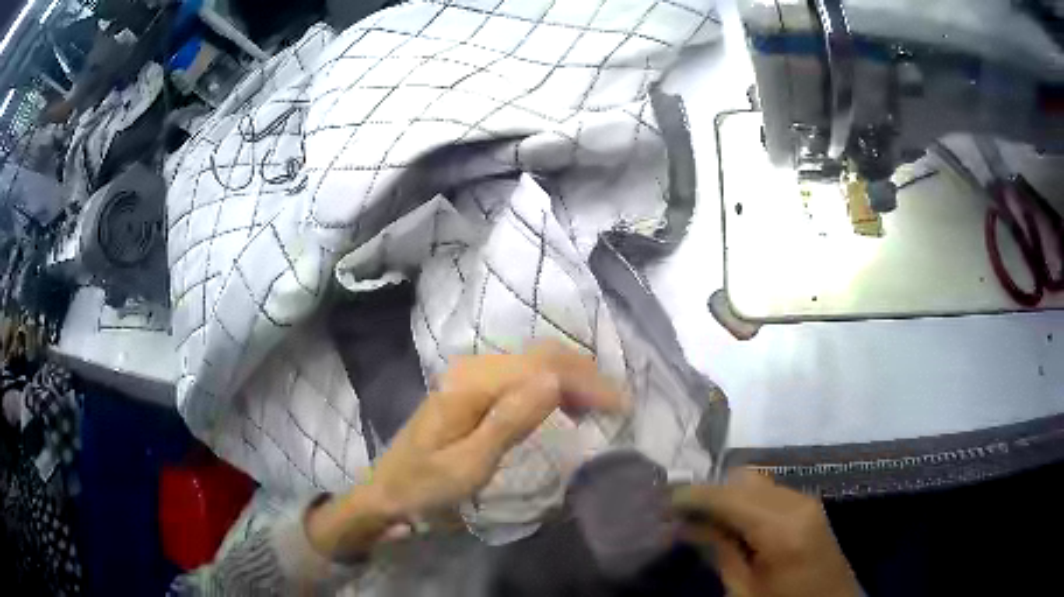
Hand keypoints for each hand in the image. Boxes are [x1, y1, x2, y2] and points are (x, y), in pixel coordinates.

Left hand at [307, 342, 625, 559]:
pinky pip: (523, 375)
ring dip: (572, 378)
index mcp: (472, 385)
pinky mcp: (473, 388)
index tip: (620, 407)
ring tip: (598, 407)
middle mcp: (474, 369)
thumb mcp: (468, 465)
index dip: (586, 382)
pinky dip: (553, 384)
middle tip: (616, 404)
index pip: (543, 368)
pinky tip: (565, 405)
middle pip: (542, 356)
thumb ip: (510, 421)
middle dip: (585, 375)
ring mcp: (472, 375)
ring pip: (535, 362)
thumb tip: (554, 381)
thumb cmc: (425, 485)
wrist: (387, 490)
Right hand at [672, 470, 859, 596]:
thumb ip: (718, 550)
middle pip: (743, 479)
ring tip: (699, 519)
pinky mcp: (808, 506)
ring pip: (756, 481)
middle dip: (709, 493)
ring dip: (726, 495)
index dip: (692, 495)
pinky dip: (745, 500)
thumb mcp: (744, 589)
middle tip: (677, 515)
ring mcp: (806, 500)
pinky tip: (730, 522)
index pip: (729, 496)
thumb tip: (682, 525)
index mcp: (782, 527)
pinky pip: (769, 492)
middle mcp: (797, 502)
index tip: (661, 501)